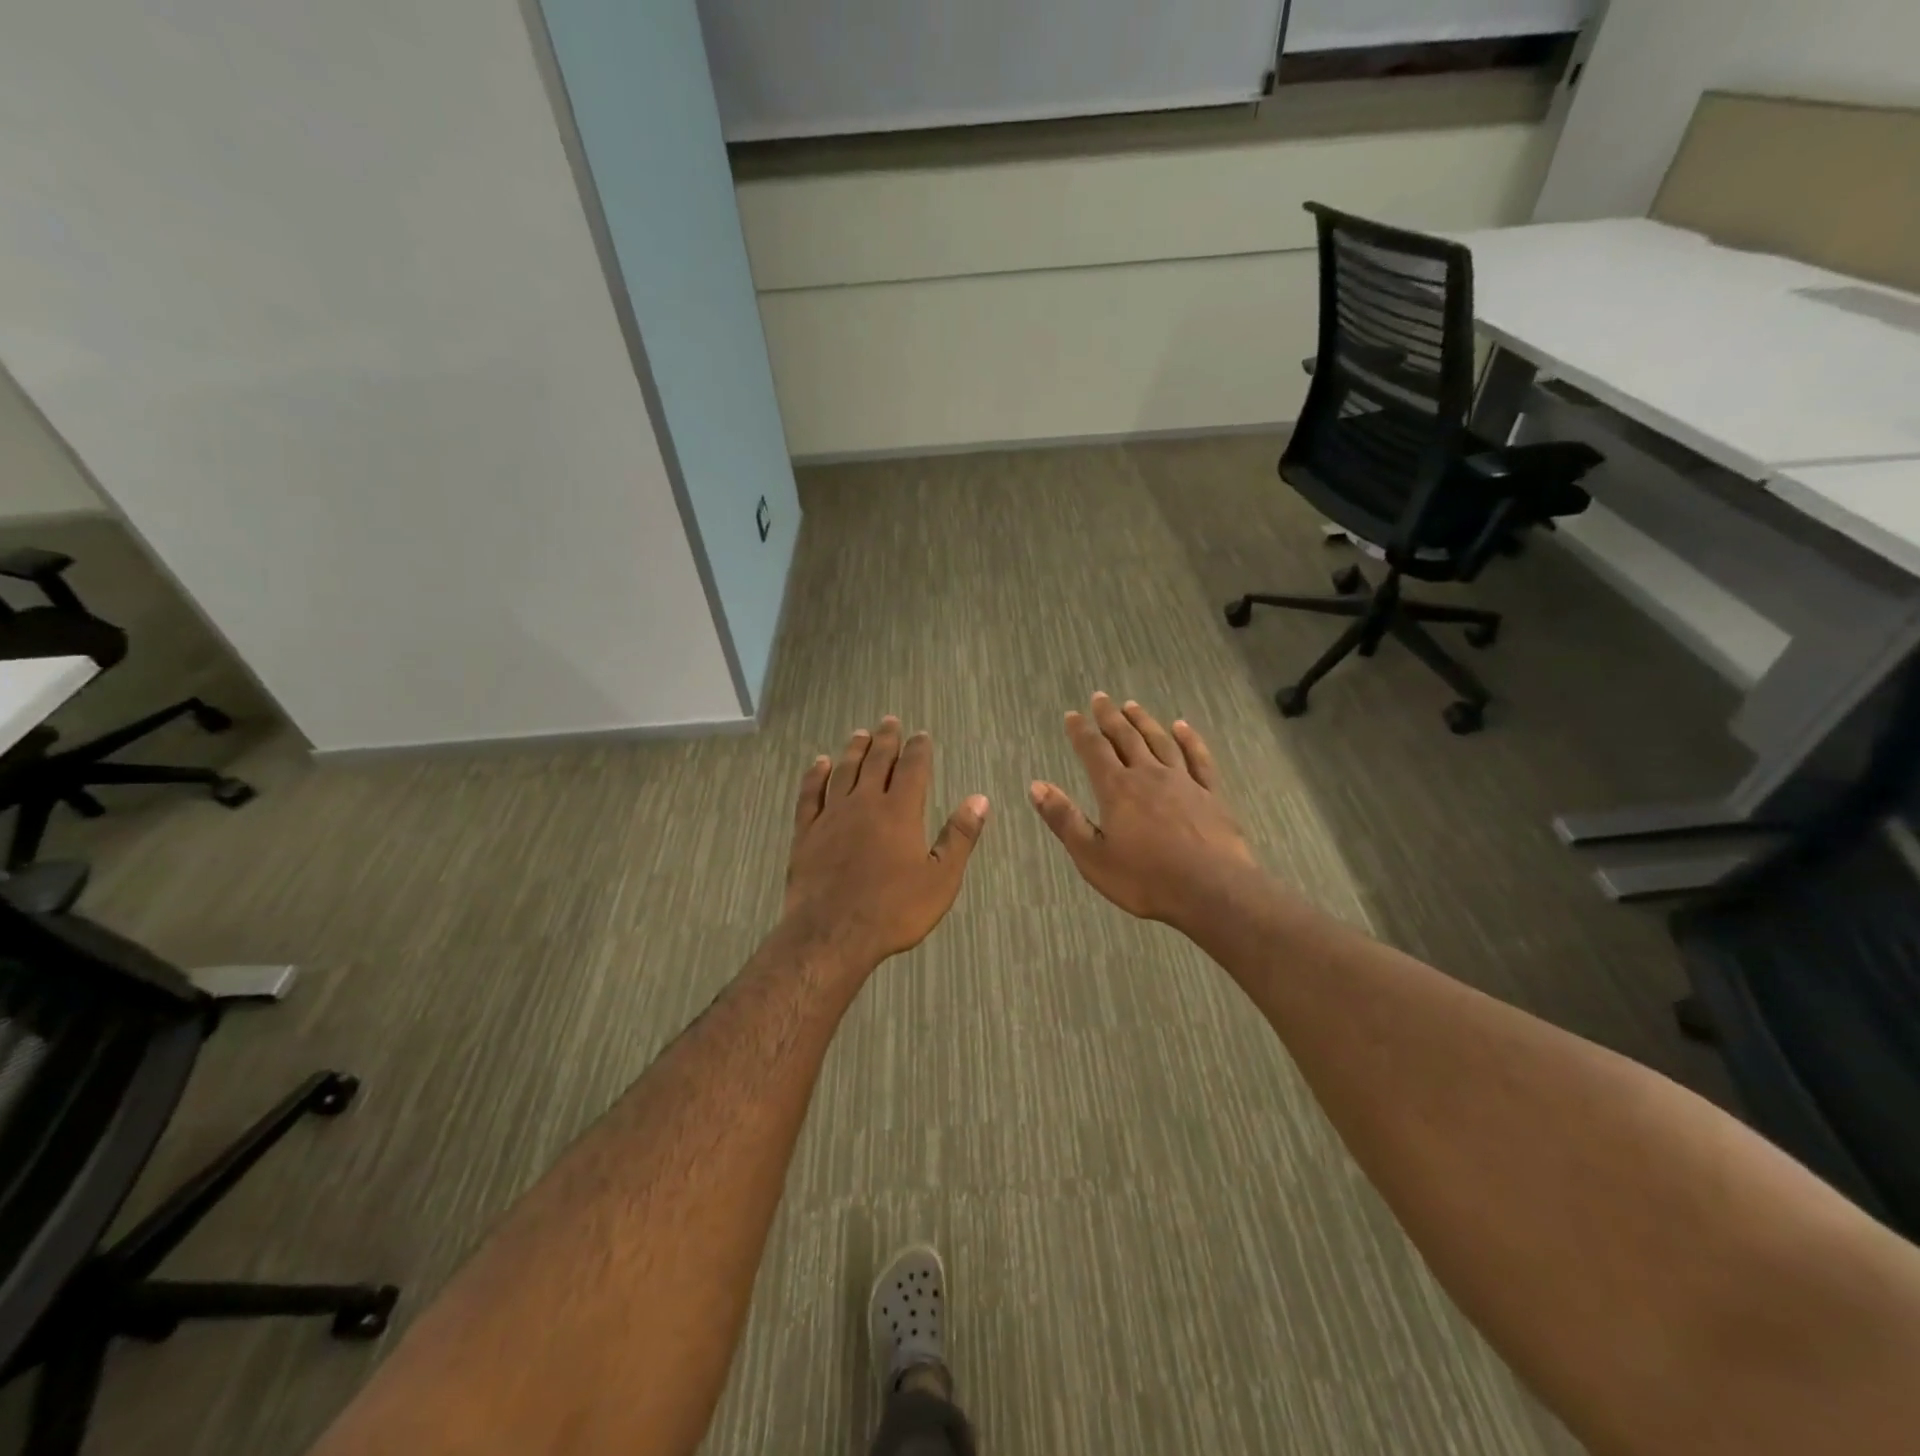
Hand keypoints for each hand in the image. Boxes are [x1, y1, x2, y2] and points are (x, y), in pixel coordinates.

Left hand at [782, 717, 988, 973]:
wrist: (832, 934)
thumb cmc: (894, 910)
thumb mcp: (941, 878)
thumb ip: (960, 836)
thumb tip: (980, 799)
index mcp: (900, 812)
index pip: (912, 769)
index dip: (918, 749)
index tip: (921, 734)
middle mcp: (865, 804)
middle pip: (876, 762)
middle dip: (886, 740)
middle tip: (889, 721)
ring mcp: (832, 816)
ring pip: (843, 772)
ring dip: (853, 750)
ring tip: (860, 734)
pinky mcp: (806, 833)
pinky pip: (810, 794)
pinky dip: (815, 776)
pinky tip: (819, 765)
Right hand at [1029, 694, 1258, 928]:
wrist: (1212, 891)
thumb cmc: (1146, 879)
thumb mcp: (1092, 856)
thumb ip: (1064, 819)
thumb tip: (1036, 786)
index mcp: (1117, 790)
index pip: (1094, 751)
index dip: (1080, 731)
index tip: (1071, 715)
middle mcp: (1149, 775)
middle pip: (1127, 738)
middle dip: (1110, 717)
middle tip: (1100, 698)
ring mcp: (1184, 782)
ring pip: (1160, 741)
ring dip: (1144, 721)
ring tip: (1132, 706)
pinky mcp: (1211, 794)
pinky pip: (1198, 758)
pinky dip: (1189, 739)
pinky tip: (1183, 727)